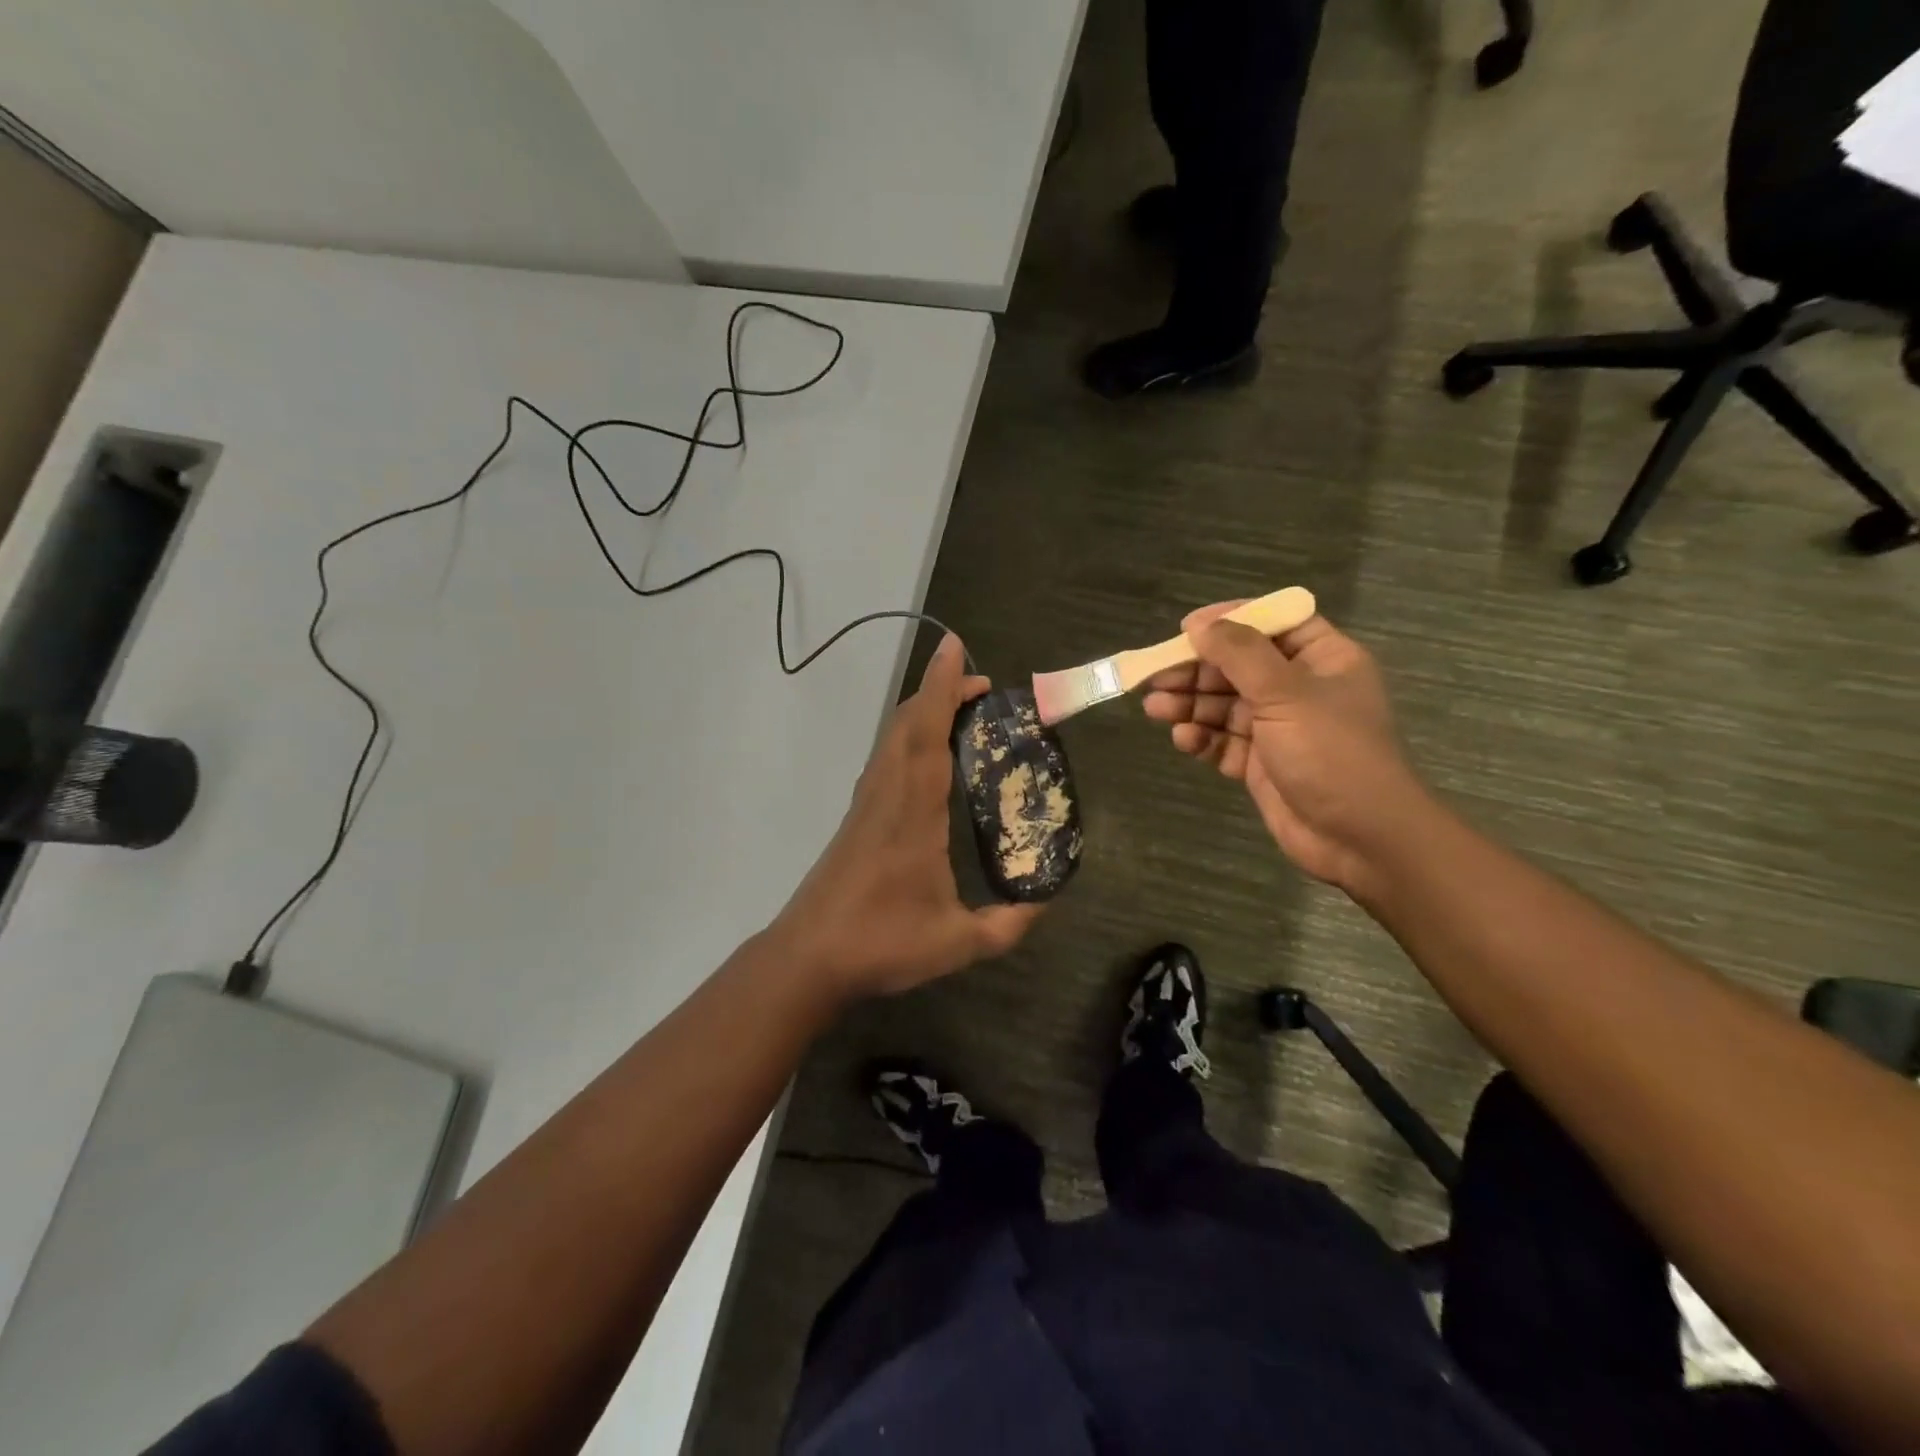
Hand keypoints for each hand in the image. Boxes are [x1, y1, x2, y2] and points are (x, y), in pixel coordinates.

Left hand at [770, 634, 1043, 999]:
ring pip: (892, 738)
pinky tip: (926, 756)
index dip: (942, 687)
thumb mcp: (957, 942)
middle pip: (907, 723)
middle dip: (940, 691)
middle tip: (981, 686)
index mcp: (913, 811)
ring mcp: (866, 804)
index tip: (956, 649)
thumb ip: (1006, 925)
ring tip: (960, 710)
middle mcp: (887, 794)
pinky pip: (886, 759)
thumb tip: (1042, 903)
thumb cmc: (881, 943)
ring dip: (923, 711)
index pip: (928, 734)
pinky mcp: (857, 818)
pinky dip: (909, 737)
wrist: (808, 957)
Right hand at [1142, 605, 1429, 895]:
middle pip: (1239, 667)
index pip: (1274, 624)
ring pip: (1226, 705)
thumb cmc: (1332, 753)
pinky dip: (1203, 738)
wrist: (1361, 838)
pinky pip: (1224, 742)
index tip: (1188, 628)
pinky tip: (1183, 740)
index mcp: (1323, 659)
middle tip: (1156, 676)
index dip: (1231, 620)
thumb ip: (1240, 655)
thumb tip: (1201, 625)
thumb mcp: (1286, 693)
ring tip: (1155, 708)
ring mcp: (1280, 728)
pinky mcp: (1261, 764)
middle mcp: (1300, 689)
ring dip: (1191, 705)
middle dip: (1197, 671)